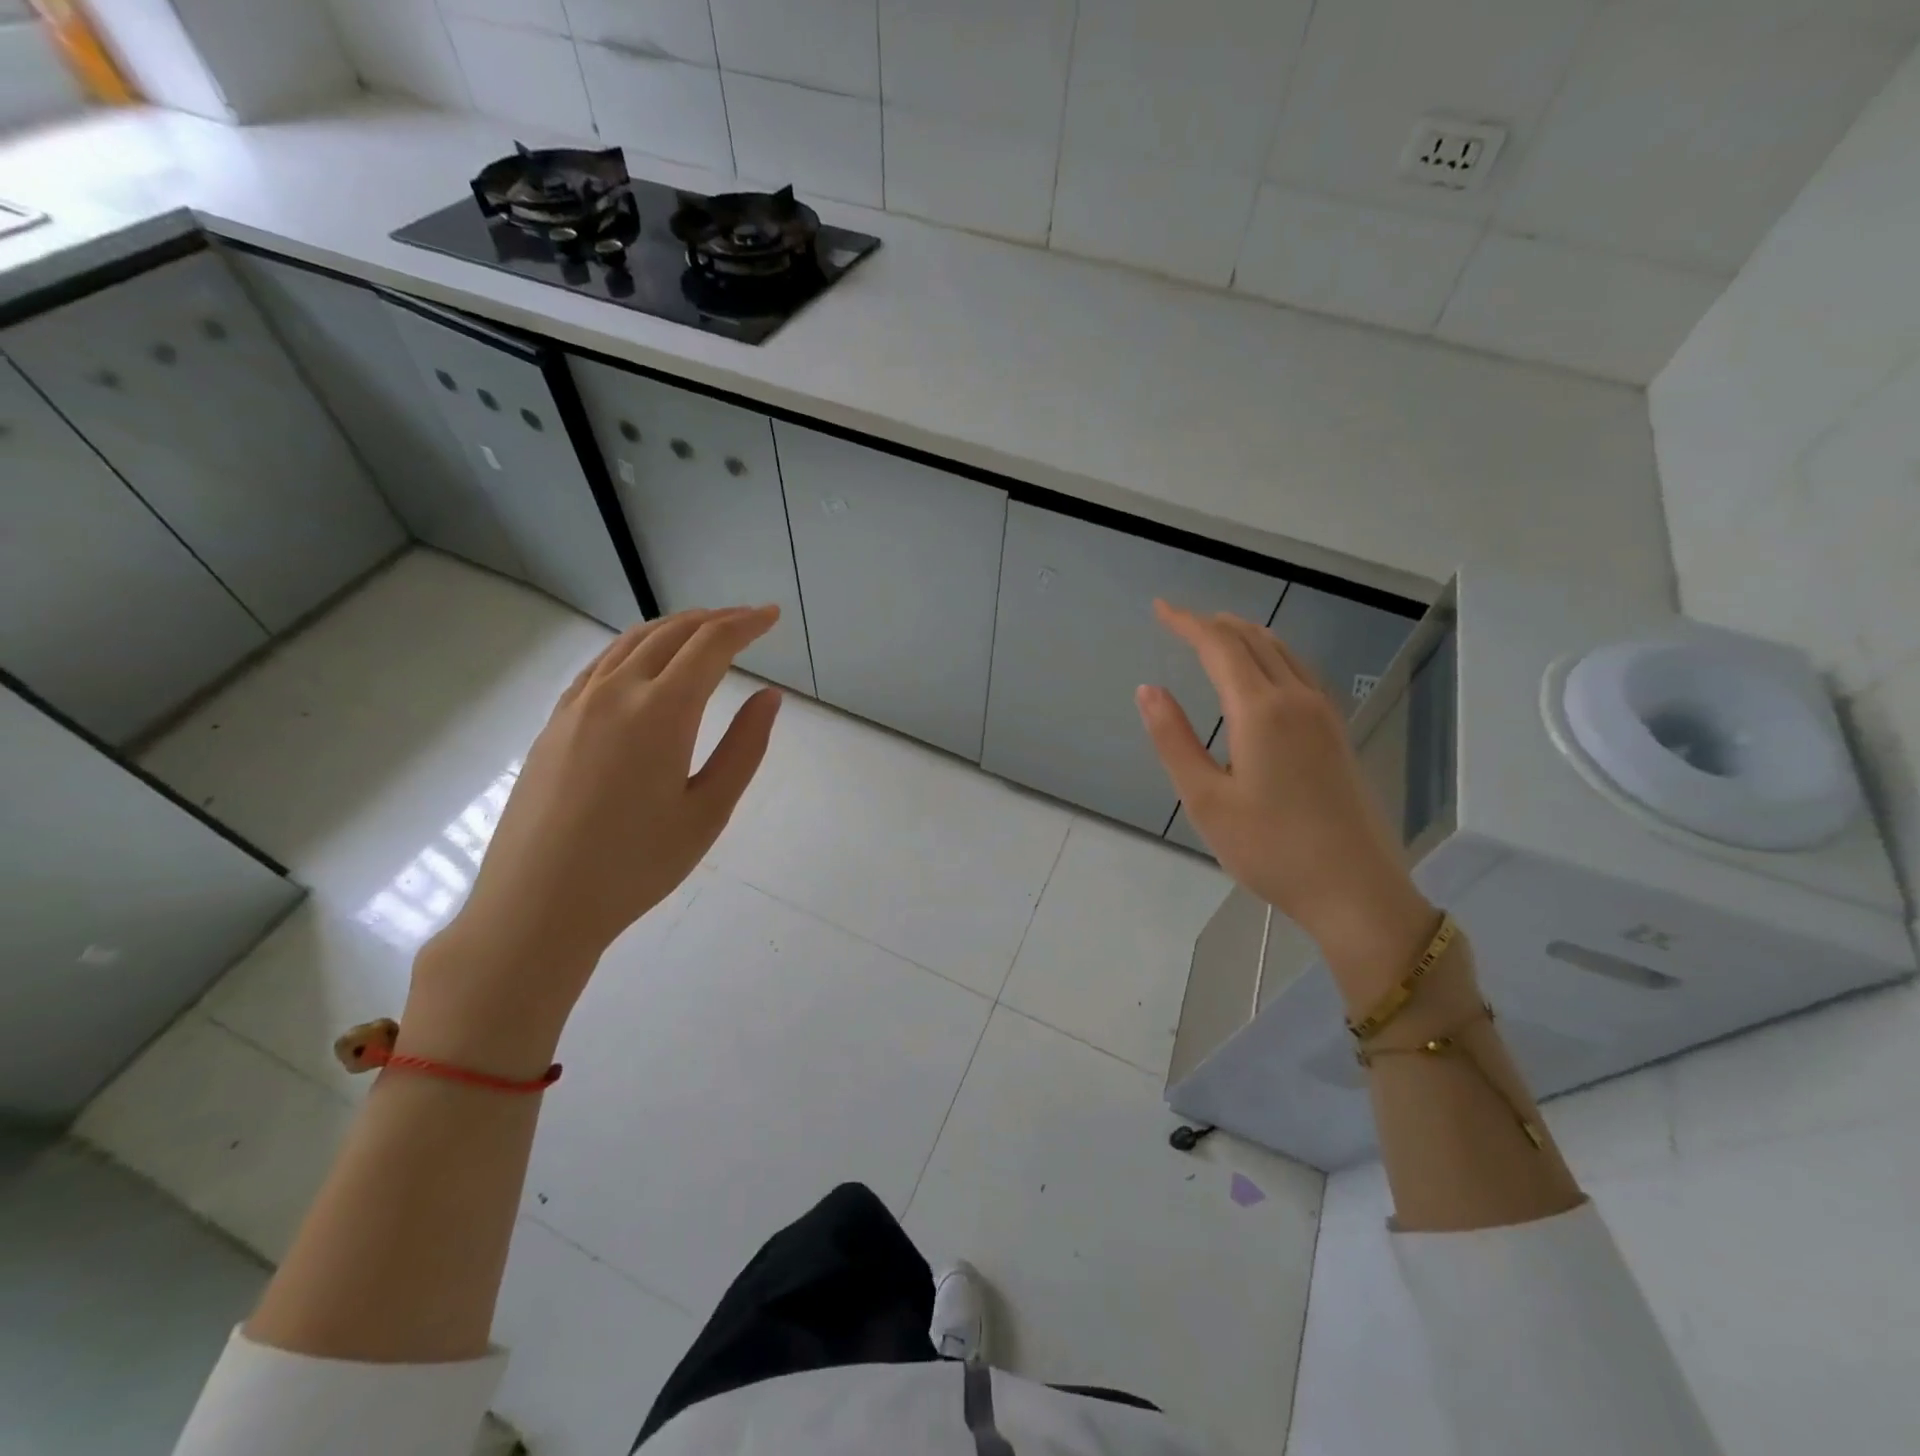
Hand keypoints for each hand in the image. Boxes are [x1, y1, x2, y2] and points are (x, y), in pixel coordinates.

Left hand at [401, 606, 782, 1073]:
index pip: (711, 645)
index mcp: (661, 712)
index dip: (746, 624)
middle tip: (747, 620)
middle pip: (671, 634)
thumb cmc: (636, 865)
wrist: (537, 904)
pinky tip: (644, 663)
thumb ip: (744, 748)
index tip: (771, 615)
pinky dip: (634, 648)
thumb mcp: (708, 812)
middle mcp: (616, 692)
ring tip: (703, 631)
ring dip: (674, 628)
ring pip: (631, 642)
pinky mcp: (554, 723)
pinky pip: (600, 664)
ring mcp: (577, 705)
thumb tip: (769, 697)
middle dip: (714, 619)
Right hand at [1137, 600, 1438, 1007]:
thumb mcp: (1206, 801)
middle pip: (1254, 640)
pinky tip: (1262, 672)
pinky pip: (1299, 671)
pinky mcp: (1337, 734)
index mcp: (1261, 711)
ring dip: (1245, 635)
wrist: (1356, 891)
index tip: (1159, 608)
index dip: (1187, 623)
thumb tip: (1148, 690)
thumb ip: (1174, 740)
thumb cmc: (1271, 849)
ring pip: (1282, 652)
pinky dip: (1271, 655)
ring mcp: (1324, 715)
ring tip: (1215, 633)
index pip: (1220, 646)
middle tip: (1179, 620)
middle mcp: (1297, 699)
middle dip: (1213, 624)